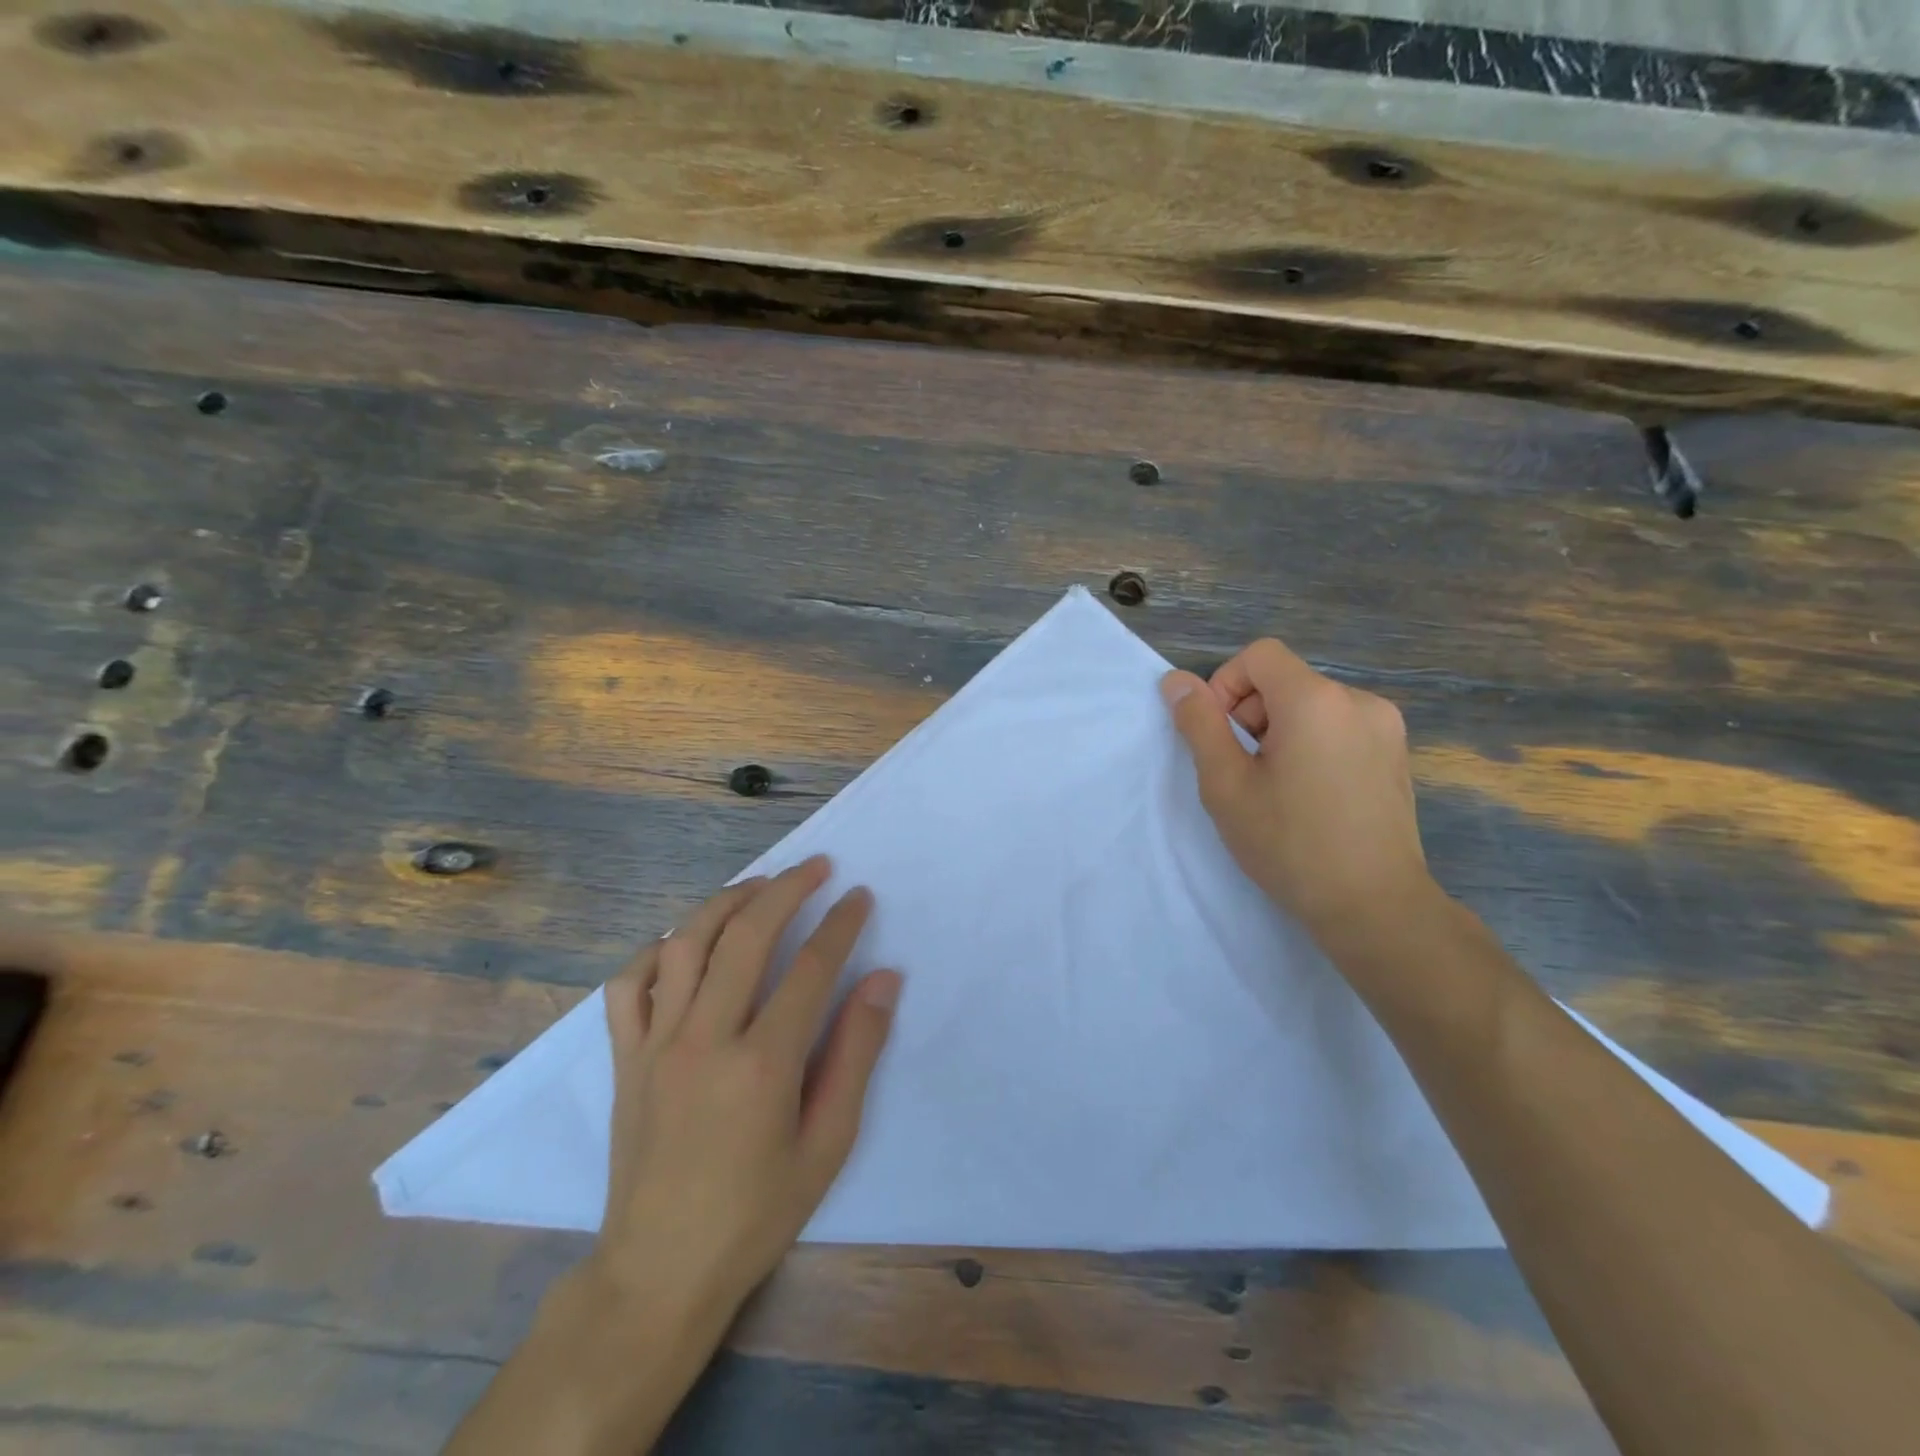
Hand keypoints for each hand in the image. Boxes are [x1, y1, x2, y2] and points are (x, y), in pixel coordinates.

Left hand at [592, 856, 901, 1318]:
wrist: (659, 1271)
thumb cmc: (756, 1212)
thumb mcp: (827, 1143)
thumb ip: (856, 1053)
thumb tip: (883, 980)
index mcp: (761, 1065)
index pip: (810, 968)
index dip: (840, 924)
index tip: (860, 897)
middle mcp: (705, 1039)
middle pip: (747, 936)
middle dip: (787, 889)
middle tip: (817, 867)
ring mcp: (656, 1044)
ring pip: (687, 944)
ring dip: (727, 902)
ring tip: (760, 886)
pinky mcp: (624, 1057)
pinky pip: (629, 984)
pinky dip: (657, 949)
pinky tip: (684, 942)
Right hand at [1161, 640, 1434, 948]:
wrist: (1374, 906)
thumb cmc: (1289, 844)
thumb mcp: (1226, 784)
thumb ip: (1199, 724)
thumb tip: (1176, 681)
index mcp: (1316, 700)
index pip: (1259, 655)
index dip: (1226, 685)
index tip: (1220, 736)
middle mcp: (1359, 700)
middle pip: (1285, 680)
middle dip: (1252, 713)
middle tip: (1243, 771)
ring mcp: (1385, 727)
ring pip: (1312, 704)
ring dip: (1281, 730)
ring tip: (1277, 787)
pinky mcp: (1396, 753)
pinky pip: (1339, 726)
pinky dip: (1313, 744)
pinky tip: (1311, 794)